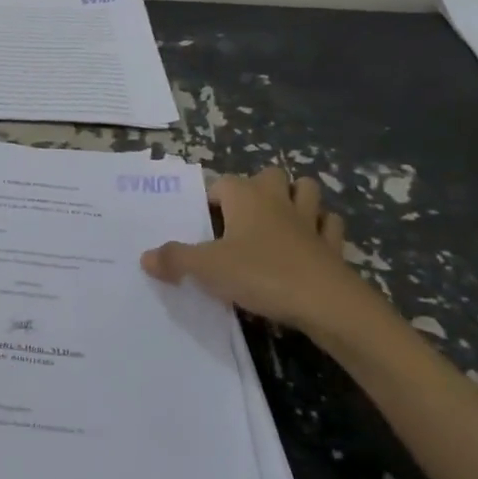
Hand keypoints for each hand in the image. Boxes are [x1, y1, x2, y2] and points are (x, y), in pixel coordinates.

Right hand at [141, 169, 385, 341]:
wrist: (326, 303)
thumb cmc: (261, 274)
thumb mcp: (208, 269)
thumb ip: (175, 260)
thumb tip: (144, 257)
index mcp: (245, 196)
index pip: (222, 183)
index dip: (211, 200)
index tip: (204, 224)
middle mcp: (277, 199)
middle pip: (270, 175)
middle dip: (260, 187)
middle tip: (243, 218)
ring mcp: (309, 220)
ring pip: (307, 190)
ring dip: (297, 198)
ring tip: (282, 220)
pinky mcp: (333, 245)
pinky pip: (330, 226)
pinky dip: (323, 230)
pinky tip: (313, 244)